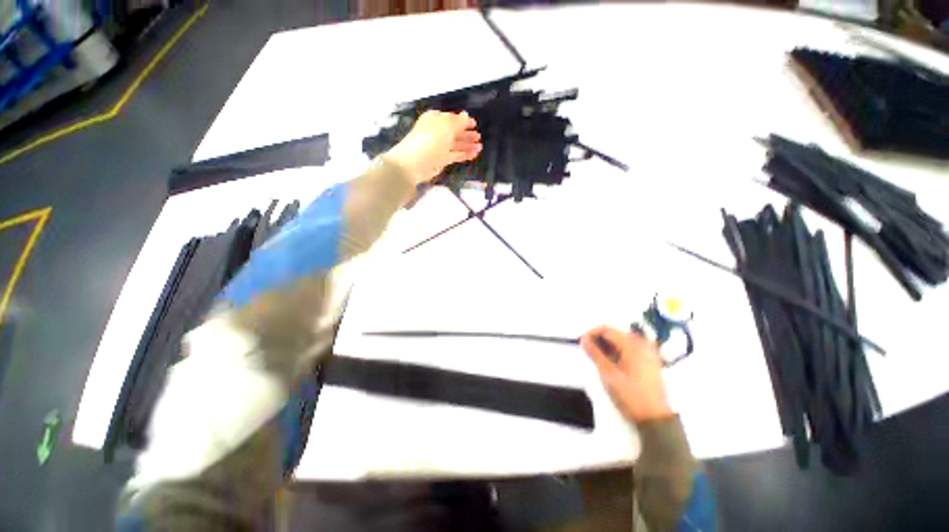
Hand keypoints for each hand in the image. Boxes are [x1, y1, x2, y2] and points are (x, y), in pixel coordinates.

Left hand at [385, 110, 481, 184]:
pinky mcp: (440, 160)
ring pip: (455, 145)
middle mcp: (437, 132)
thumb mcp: (447, 126)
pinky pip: (455, 155)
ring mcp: (438, 147)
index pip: (451, 118)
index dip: (463, 121)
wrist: (415, 162)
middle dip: (466, 134)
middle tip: (478, 137)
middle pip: (454, 132)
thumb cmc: (430, 139)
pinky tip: (473, 154)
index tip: (474, 124)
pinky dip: (464, 155)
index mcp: (435, 119)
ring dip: (467, 145)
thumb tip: (466, 115)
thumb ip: (459, 121)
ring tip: (479, 147)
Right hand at [581, 326, 672, 423]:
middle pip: (615, 333)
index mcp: (632, 345)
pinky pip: (630, 349)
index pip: (606, 329)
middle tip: (588, 352)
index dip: (591, 333)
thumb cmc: (630, 395)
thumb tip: (583, 339)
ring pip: (621, 341)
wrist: (655, 419)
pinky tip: (612, 363)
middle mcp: (642, 344)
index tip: (581, 343)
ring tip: (598, 359)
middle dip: (599, 340)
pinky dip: (618, 352)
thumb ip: (595, 354)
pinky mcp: (650, 361)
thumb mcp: (608, 374)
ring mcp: (648, 353)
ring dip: (607, 346)